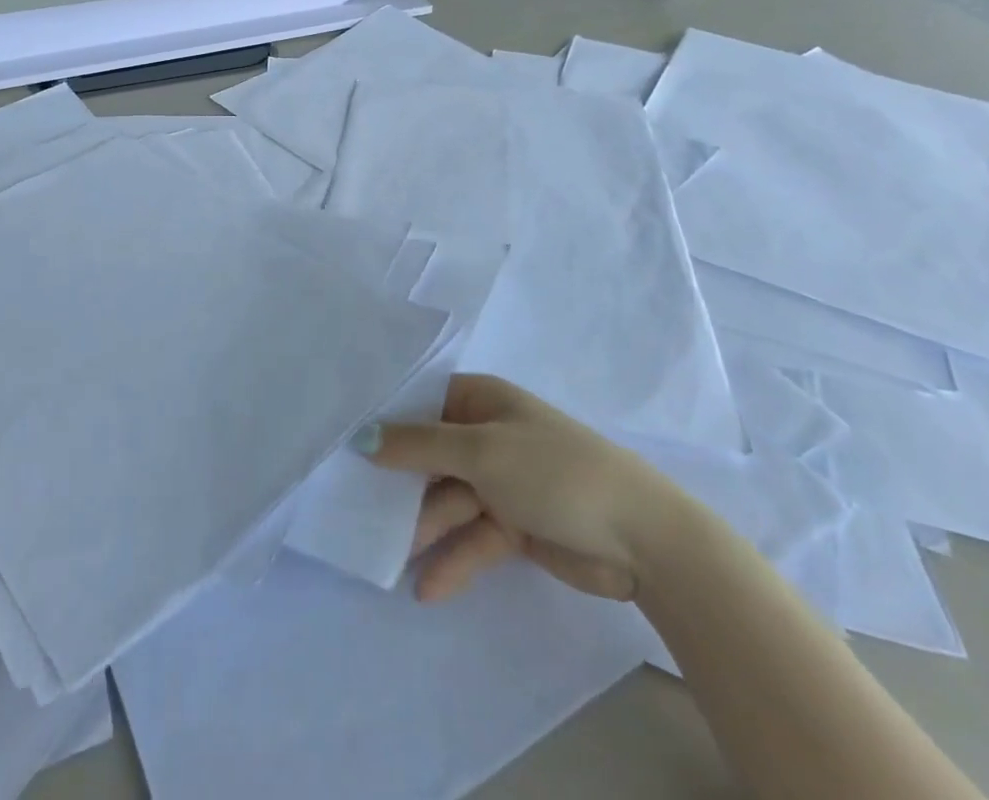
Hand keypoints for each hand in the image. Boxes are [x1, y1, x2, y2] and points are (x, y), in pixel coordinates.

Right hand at [361, 374, 690, 603]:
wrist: (643, 540)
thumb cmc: (554, 471)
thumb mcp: (480, 451)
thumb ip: (417, 445)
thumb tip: (362, 435)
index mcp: (481, 400)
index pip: (421, 403)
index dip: (386, 421)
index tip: (344, 442)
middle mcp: (487, 435)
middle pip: (430, 456)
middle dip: (398, 484)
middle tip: (354, 507)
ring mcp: (502, 482)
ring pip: (449, 501)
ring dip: (424, 530)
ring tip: (388, 558)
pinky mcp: (516, 526)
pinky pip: (474, 538)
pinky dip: (455, 560)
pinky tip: (428, 589)